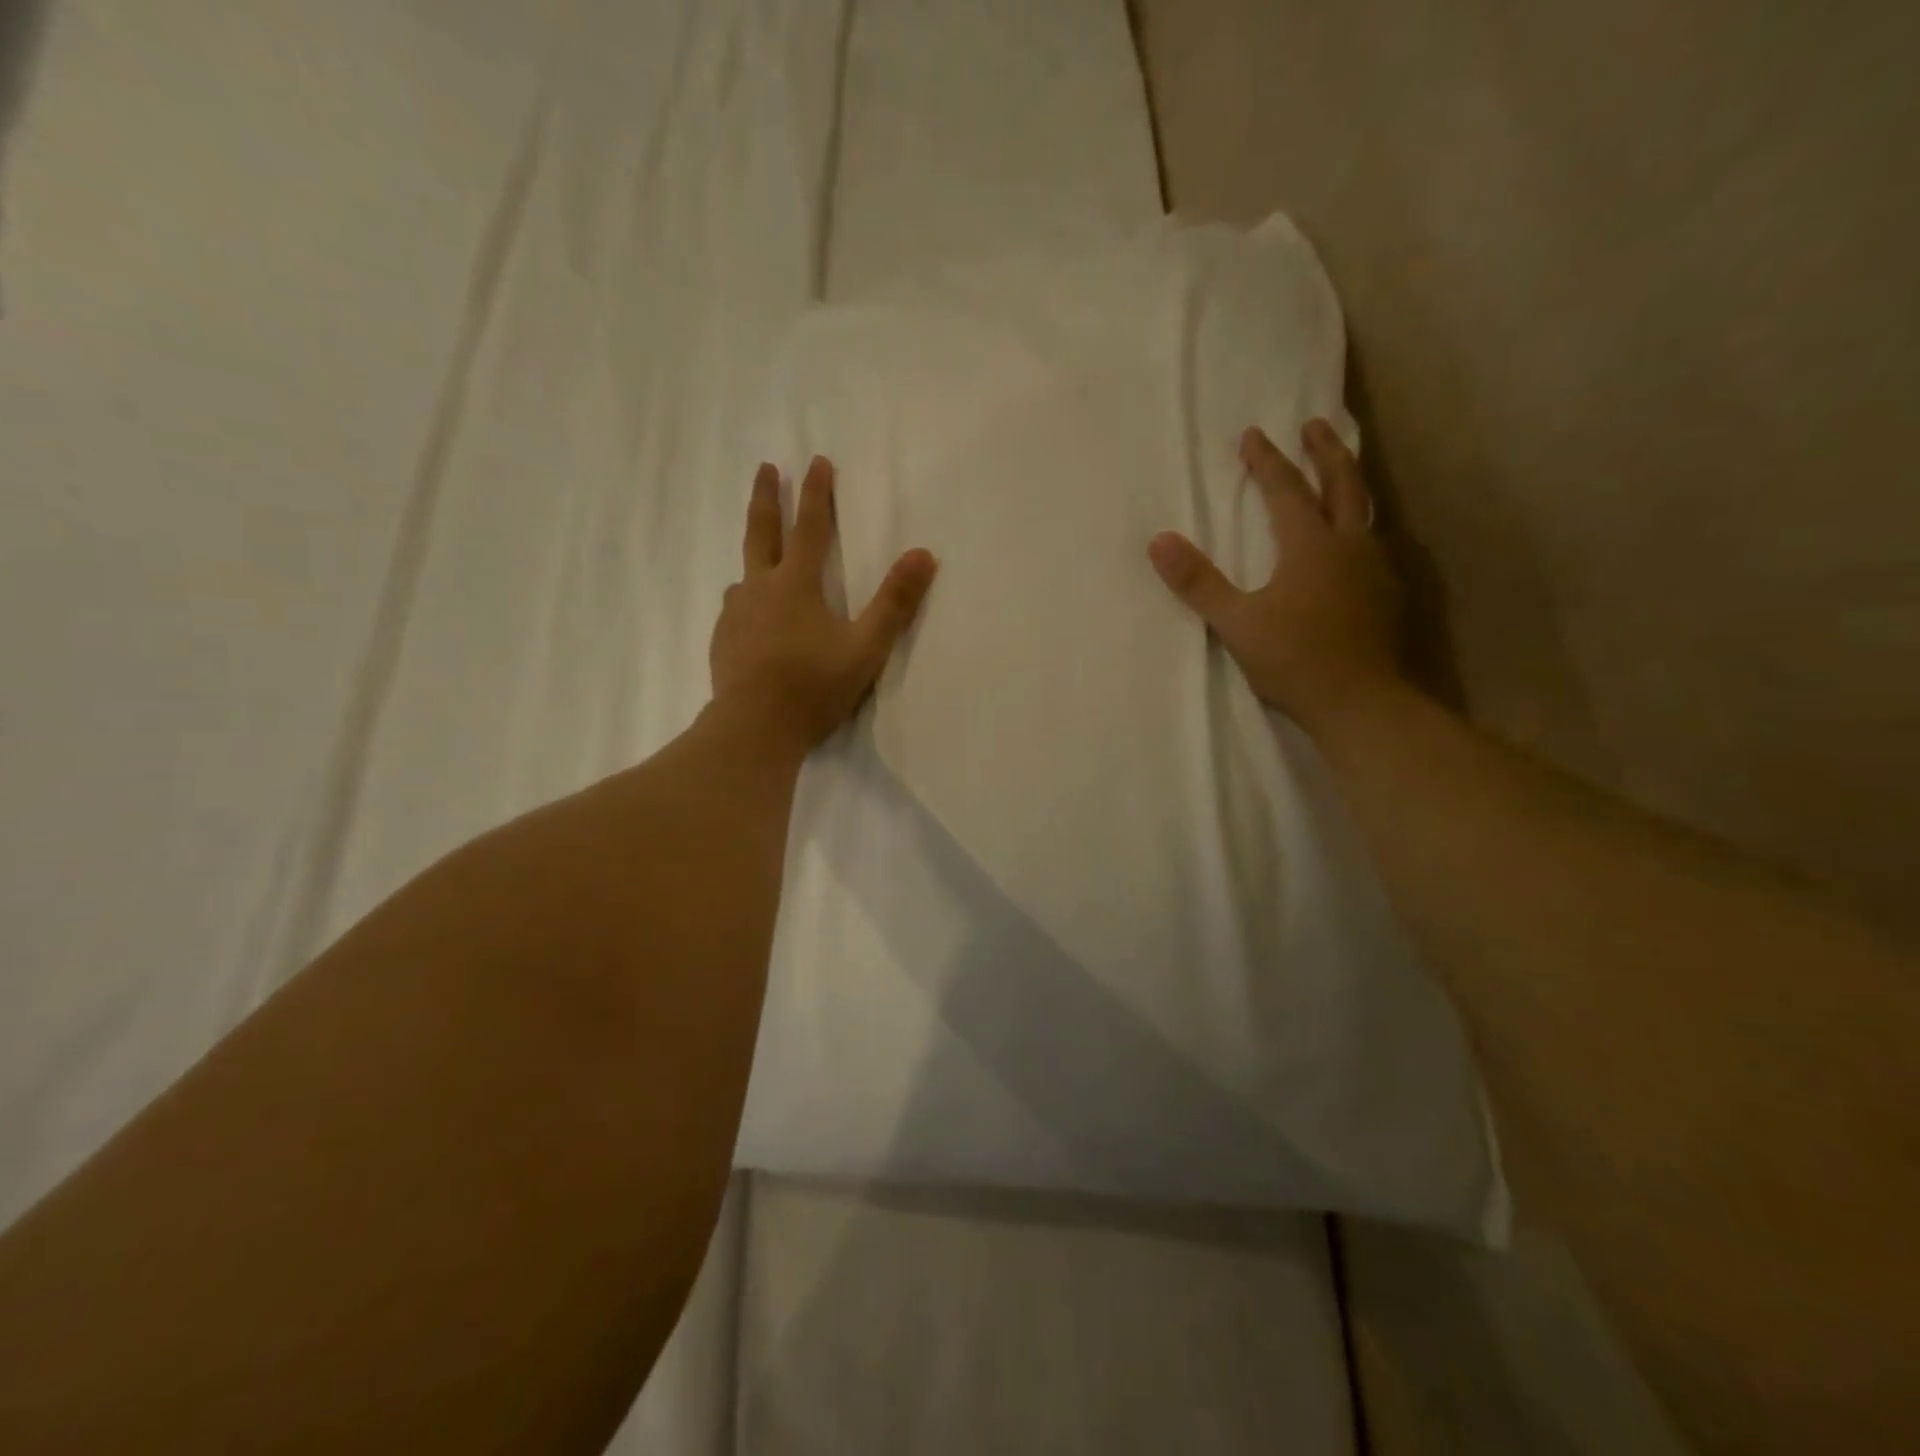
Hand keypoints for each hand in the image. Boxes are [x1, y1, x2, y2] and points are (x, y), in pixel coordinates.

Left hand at [710, 456, 937, 749]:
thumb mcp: (865, 647)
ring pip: (744, 574)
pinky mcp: (722, 641)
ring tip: (761, 559)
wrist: (754, 728)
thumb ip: (895, 603)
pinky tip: (750, 617)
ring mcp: (735, 615)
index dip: (816, 493)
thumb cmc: (814, 686)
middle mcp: (759, 589)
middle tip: (766, 468)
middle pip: (762, 532)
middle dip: (767, 498)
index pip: (810, 527)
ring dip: (755, 557)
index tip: (817, 461)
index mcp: (796, 585)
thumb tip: (924, 554)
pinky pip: (735, 609)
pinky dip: (746, 601)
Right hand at [1149, 420, 1404, 733]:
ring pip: (1365, 509)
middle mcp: (1348, 546)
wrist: (1360, 702)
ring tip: (1339, 470)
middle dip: (1325, 451)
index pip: (1286, 491)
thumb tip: (1158, 542)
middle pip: (1342, 483)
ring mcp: (1375, 568)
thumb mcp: (1235, 623)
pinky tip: (1353, 540)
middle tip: (1314, 425)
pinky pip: (1374, 541)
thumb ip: (1198, 582)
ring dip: (1349, 481)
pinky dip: (1360, 523)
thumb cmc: (1293, 661)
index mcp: (1310, 547)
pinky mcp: (1387, 593)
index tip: (1252, 435)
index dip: (1267, 462)